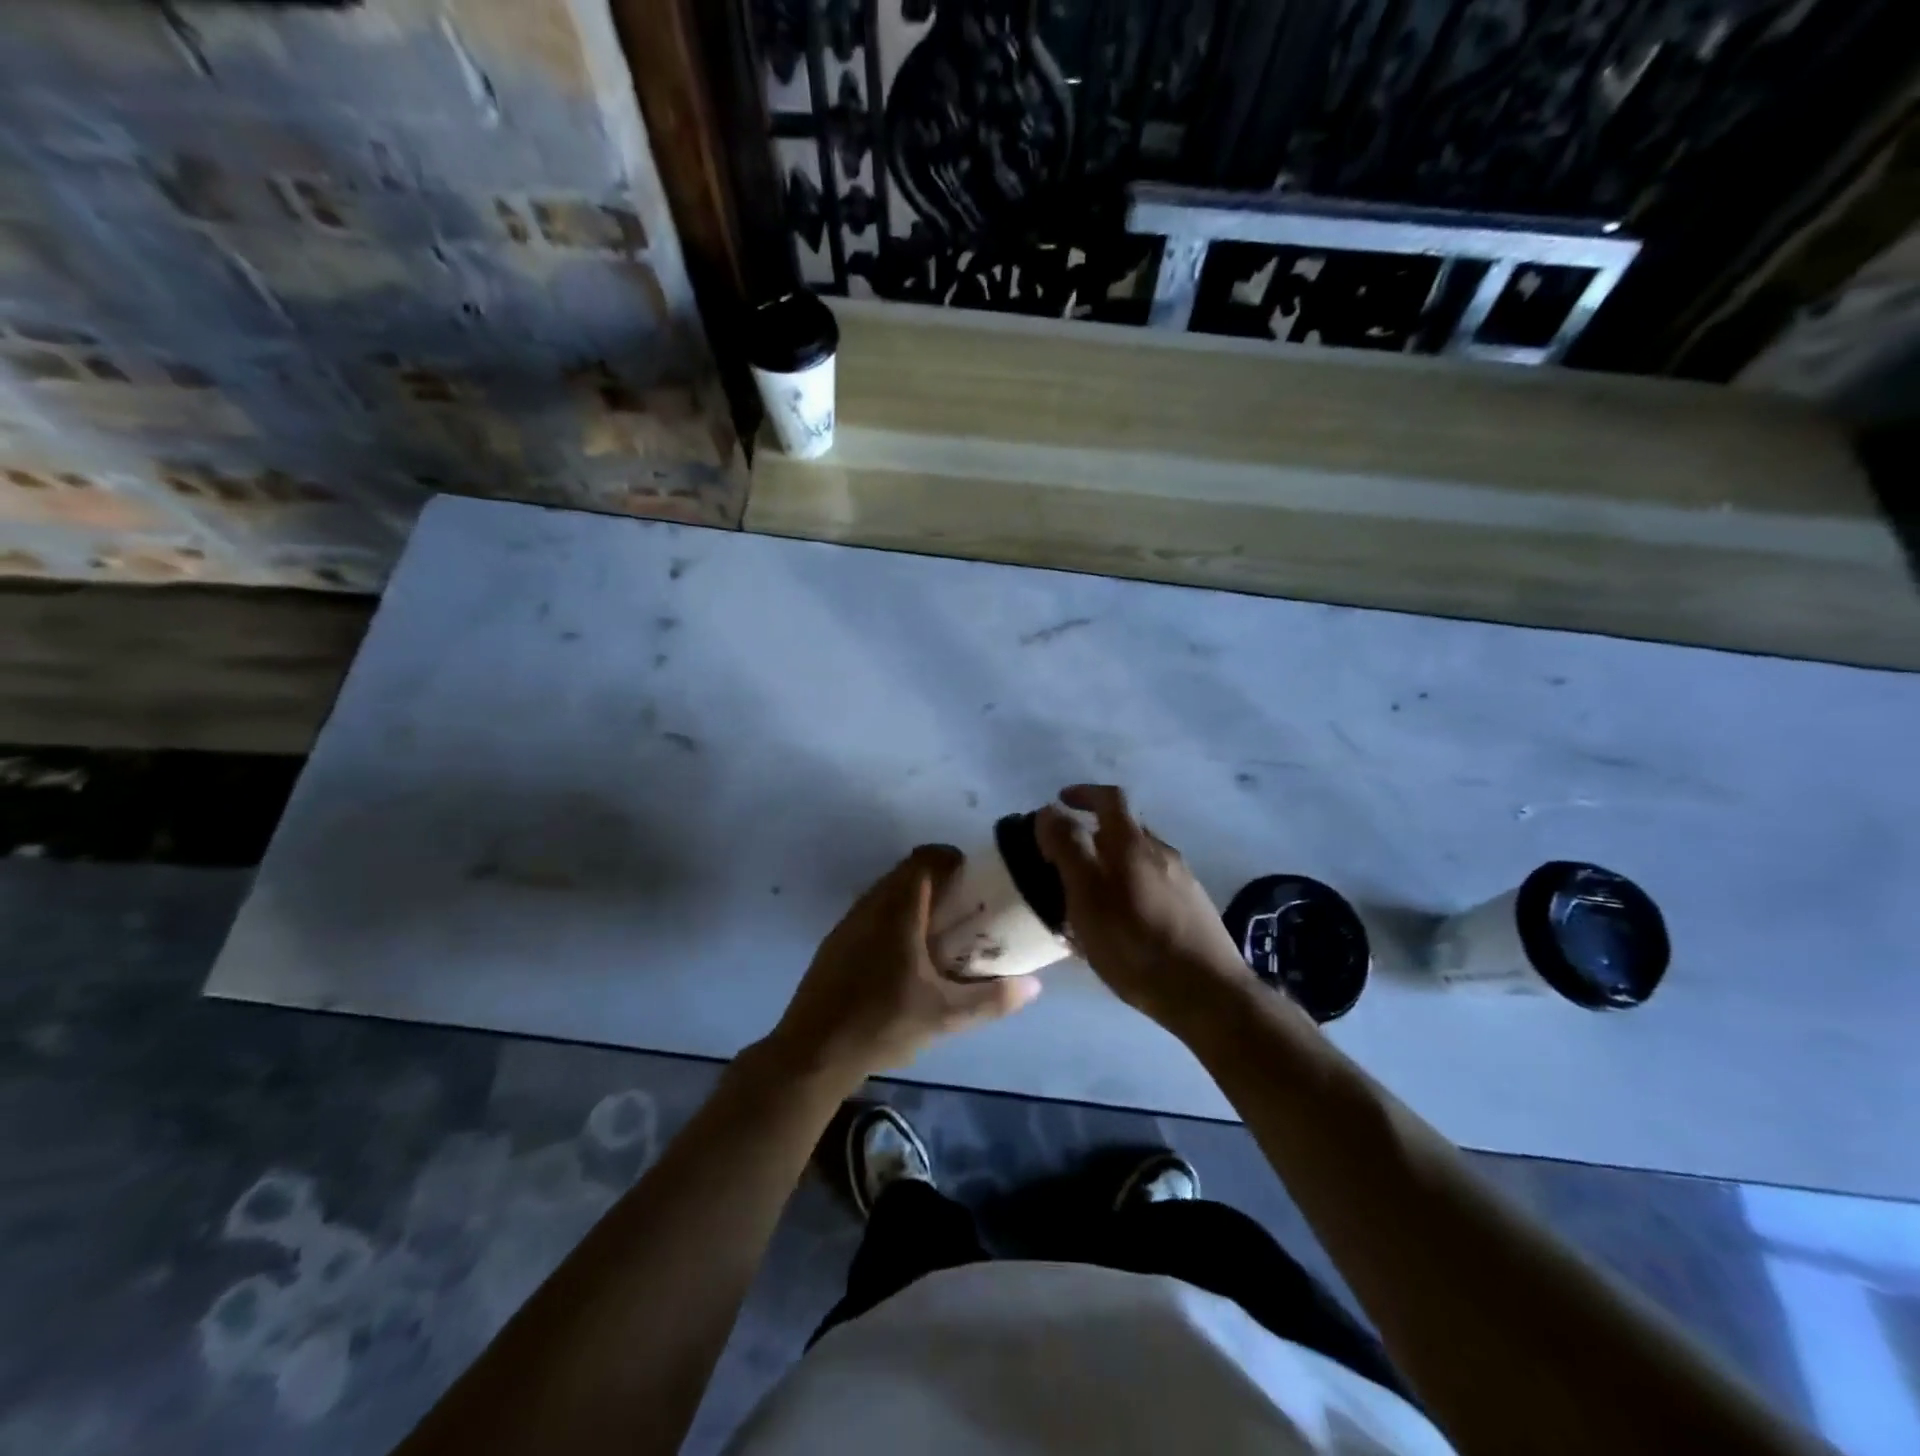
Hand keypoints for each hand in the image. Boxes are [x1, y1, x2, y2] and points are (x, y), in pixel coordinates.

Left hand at [765, 845, 1041, 1085]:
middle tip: (964, 905)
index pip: (924, 859)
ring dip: (914, 898)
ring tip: (939, 929)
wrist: (813, 1051)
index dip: (950, 858)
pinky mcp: (836, 940)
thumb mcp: (945, 1016)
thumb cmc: (882, 1025)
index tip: (973, 877)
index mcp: (899, 911)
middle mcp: (871, 905)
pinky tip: (905, 953)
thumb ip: (991, 999)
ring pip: (886, 890)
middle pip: (906, 872)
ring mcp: (849, 922)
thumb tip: (1033, 986)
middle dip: (937, 880)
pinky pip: (871, 910)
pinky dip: (893, 915)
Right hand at [1036, 785, 1250, 1027]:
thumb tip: (1051, 811)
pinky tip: (1121, 923)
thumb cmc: (1136, 944)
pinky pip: (1153, 885)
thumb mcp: (1087, 897)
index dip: (1084, 793)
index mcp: (1134, 844)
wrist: (1208, 994)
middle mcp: (1162, 852)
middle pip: (1125, 829)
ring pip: (1139, 860)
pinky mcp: (1193, 908)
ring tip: (1088, 899)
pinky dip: (1130, 889)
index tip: (1060, 801)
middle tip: (1066, 861)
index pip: (1110, 798)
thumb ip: (1067, 849)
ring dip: (1111, 866)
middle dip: (1093, 835)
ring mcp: (1183, 880)